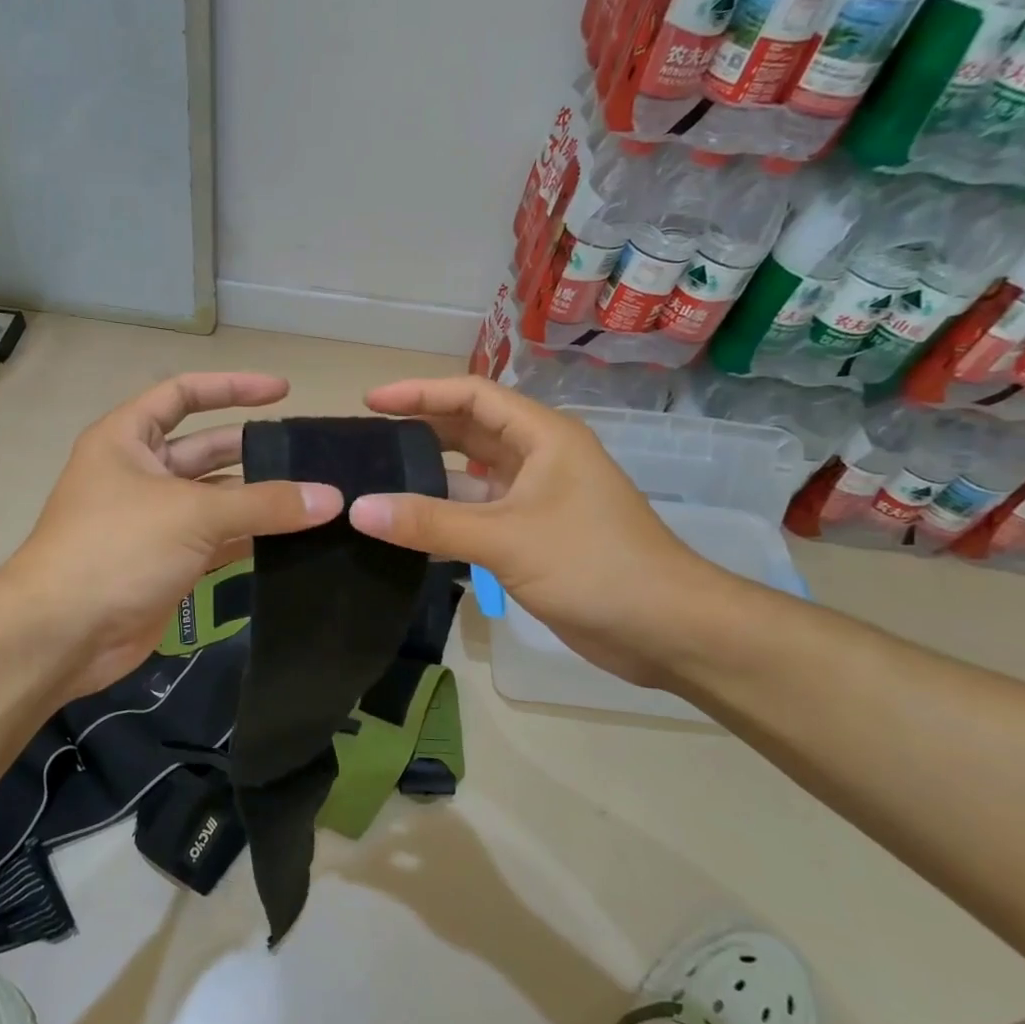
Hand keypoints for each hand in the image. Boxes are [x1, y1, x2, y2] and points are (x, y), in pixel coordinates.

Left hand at [0, 373, 341, 699]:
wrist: (62, 635)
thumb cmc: (117, 549)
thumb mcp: (193, 514)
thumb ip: (264, 504)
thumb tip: (332, 498)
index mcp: (128, 438)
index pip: (183, 394)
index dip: (232, 387)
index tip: (284, 391)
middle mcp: (139, 473)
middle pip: (206, 449)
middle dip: (254, 450)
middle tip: (310, 457)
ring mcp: (153, 521)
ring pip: (215, 500)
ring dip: (258, 501)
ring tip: (315, 499)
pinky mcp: (166, 564)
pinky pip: (216, 542)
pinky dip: (249, 540)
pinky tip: (293, 541)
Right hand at [346, 376, 727, 685]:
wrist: (666, 629)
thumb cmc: (593, 565)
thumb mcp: (505, 538)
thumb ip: (430, 522)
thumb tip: (358, 508)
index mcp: (542, 437)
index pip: (472, 396)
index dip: (419, 393)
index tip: (370, 402)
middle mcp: (538, 459)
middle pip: (468, 432)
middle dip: (419, 433)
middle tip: (366, 444)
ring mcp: (536, 500)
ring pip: (470, 478)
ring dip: (428, 480)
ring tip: (375, 485)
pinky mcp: (532, 537)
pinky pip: (477, 515)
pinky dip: (444, 519)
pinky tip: (406, 532)